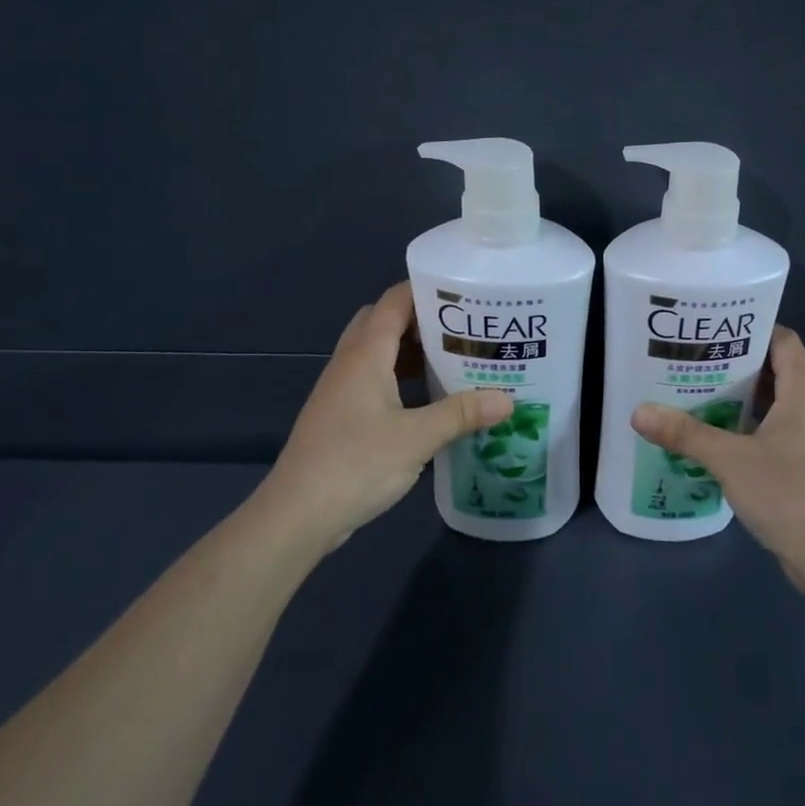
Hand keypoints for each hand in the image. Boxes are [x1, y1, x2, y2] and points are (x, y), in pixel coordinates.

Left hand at [254, 282, 512, 551]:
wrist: (296, 515)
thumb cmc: (355, 465)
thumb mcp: (417, 438)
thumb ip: (462, 414)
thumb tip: (508, 400)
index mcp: (365, 355)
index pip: (394, 302)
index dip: (426, 290)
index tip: (466, 294)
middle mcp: (350, 363)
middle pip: (383, 321)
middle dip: (420, 318)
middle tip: (462, 328)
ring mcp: (341, 390)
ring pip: (376, 352)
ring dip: (409, 350)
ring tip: (452, 358)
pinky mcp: (340, 415)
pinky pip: (372, 378)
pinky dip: (398, 377)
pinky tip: (426, 399)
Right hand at [632, 326, 804, 578]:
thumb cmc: (787, 492)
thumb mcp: (729, 459)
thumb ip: (685, 434)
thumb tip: (639, 412)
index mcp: (803, 392)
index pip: (782, 340)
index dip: (751, 328)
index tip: (713, 328)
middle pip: (774, 370)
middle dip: (734, 364)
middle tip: (692, 360)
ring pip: (773, 404)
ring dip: (739, 399)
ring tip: (696, 393)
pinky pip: (775, 431)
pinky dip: (748, 427)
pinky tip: (715, 437)